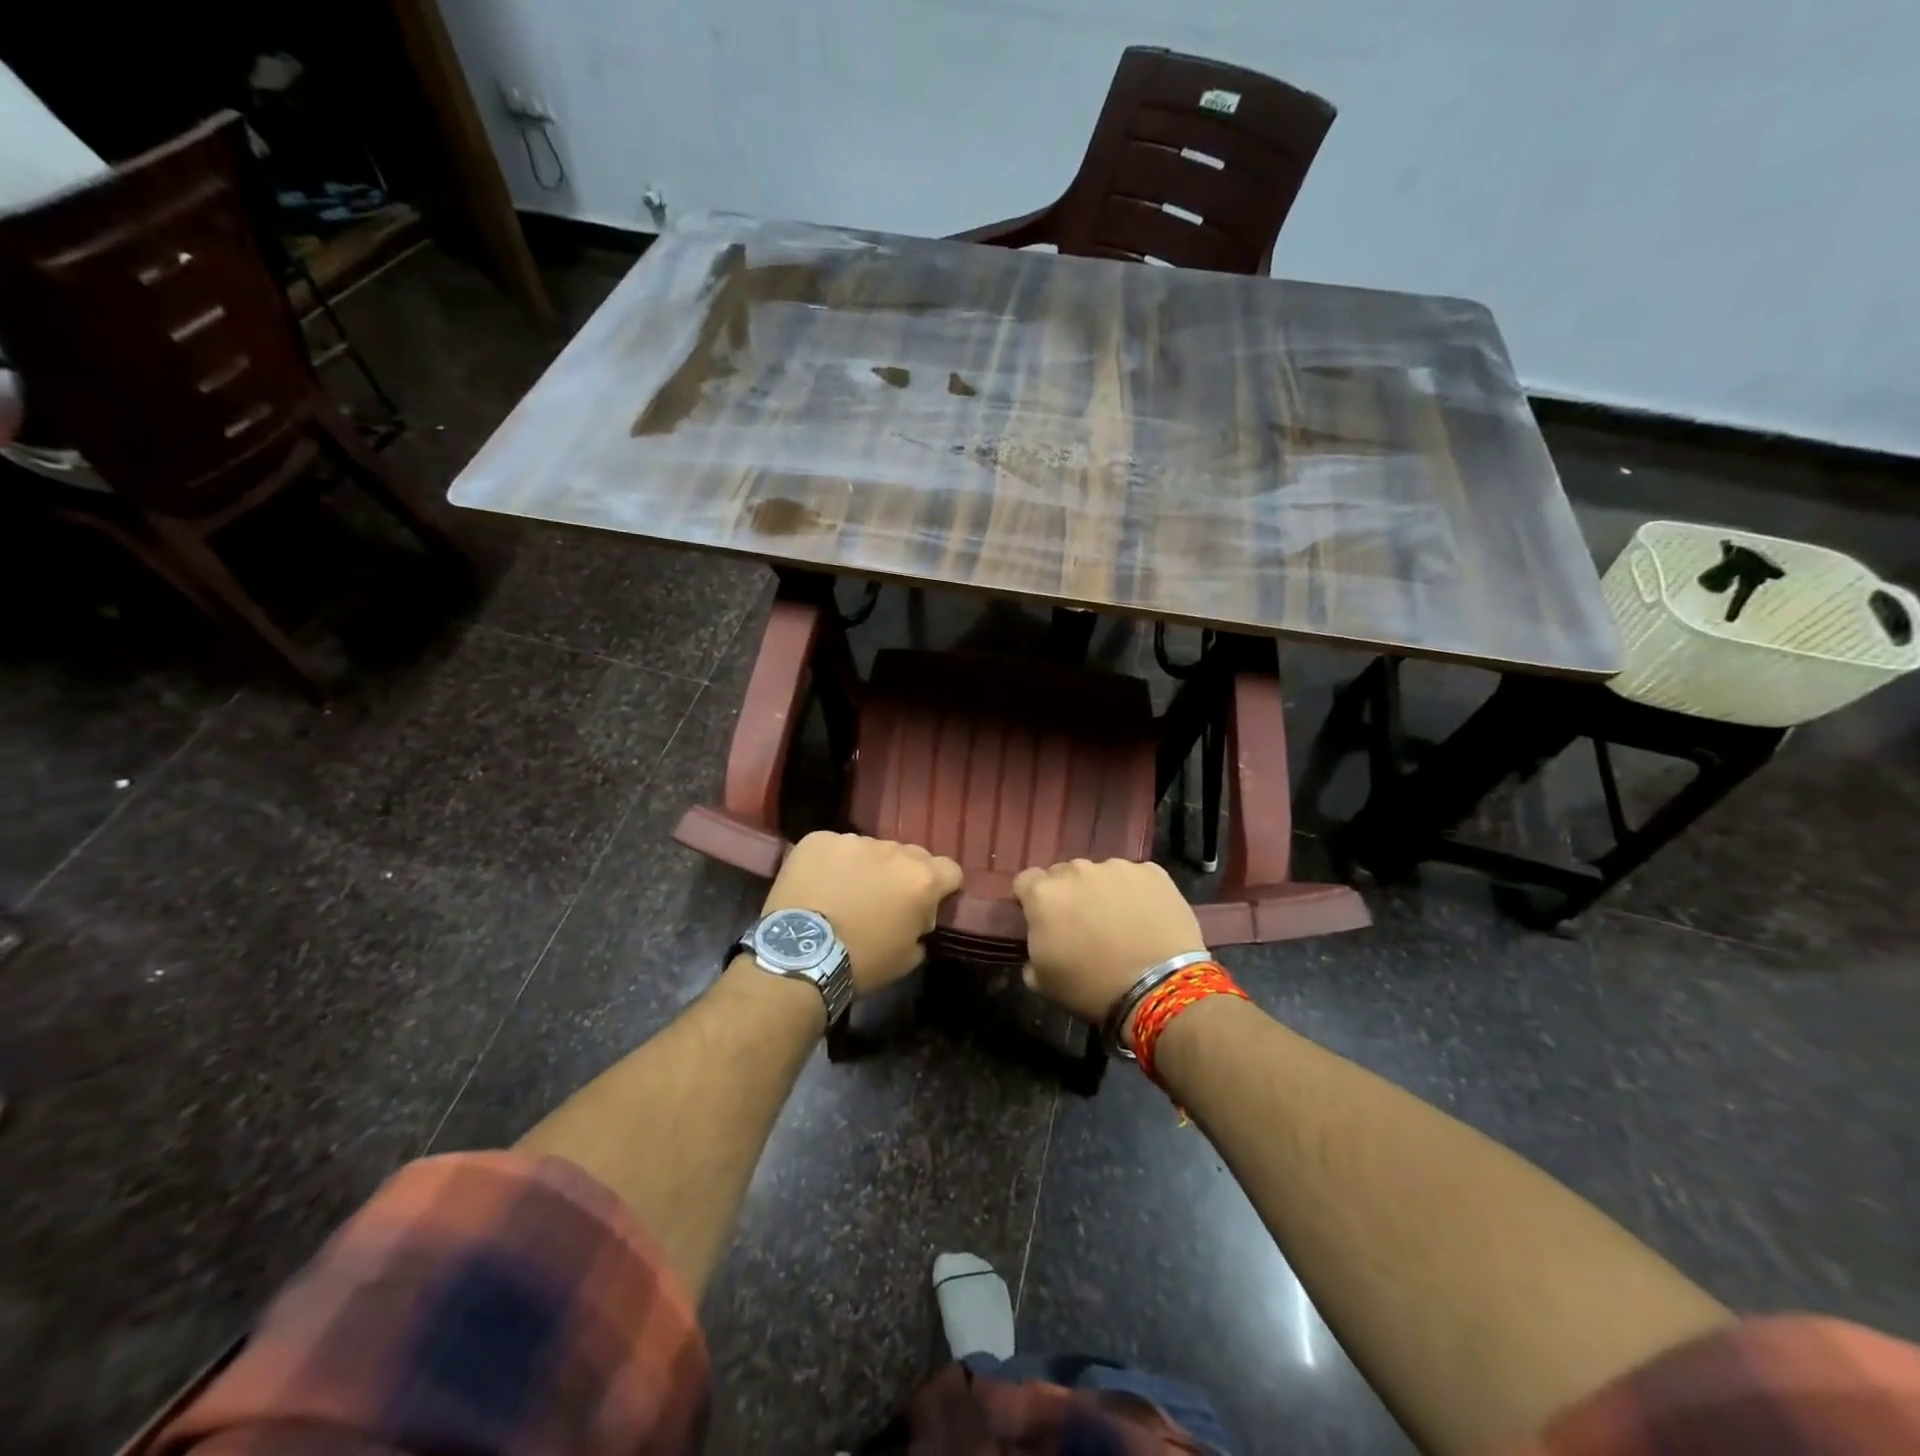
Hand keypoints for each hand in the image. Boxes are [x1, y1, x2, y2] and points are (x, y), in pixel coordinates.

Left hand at [762, 832, 961, 995]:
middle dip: (903, 875)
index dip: (942, 888)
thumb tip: (918, 917)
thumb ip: (921, 926)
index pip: (950, 870)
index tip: (926, 905)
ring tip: (844, 893)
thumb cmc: (861, 963)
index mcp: (921, 879)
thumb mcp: (908, 957)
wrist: (799, 956)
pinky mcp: (819, 839)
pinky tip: (818, 885)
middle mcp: (893, 850)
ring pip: (871, 849)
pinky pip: (835, 847)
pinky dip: (832, 863)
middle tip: (883, 901)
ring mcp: (854, 840)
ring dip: (866, 867)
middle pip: (911, 855)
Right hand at [1014, 859, 1206, 1034]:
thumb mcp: (1043, 982)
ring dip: (1102, 891)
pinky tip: (1146, 918)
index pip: (1026, 882)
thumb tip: (1041, 943)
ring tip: (1120, 922)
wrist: (1160, 988)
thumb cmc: (1092, 988)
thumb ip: (1032, 952)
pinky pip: (1136, 878)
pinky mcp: (1153, 872)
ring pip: (1101, 874)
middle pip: (1064, 874)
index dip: (1031, 900)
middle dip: (1069, 895)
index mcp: (1044, 894)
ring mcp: (1117, 867)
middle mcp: (1077, 870)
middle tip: (1083, 924)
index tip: (1043, 921)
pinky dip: (1136, 892)